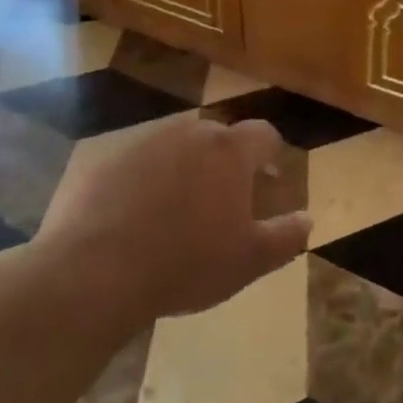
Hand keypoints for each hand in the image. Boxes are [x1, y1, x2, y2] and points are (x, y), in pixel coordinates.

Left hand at [35, 115, 310, 323]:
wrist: (95, 271)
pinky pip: (139, 162)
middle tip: (226, 198)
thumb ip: (286, 236)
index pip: (263, 134)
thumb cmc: (185, 264)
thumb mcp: (249, 260)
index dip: (271, 153)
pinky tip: (138, 216)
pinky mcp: (107, 158)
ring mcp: (144, 141)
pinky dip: (146, 179)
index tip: (270, 176)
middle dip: (227, 161)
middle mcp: (189, 132)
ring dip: (186, 167)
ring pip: (177, 147)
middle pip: (218, 137)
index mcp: (229, 150)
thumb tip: (308, 219)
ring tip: (180, 209)